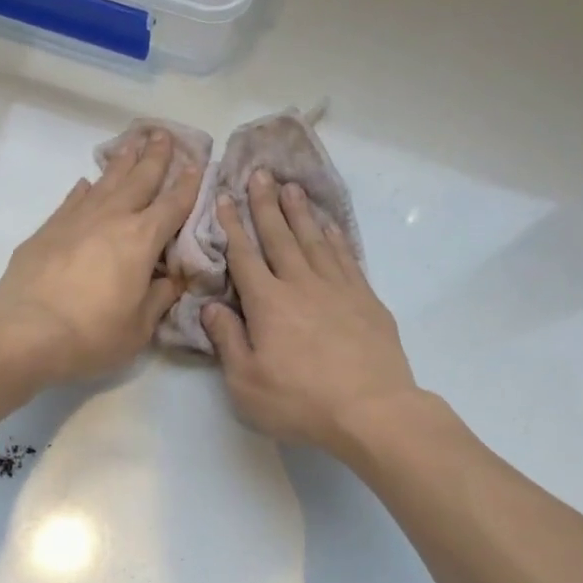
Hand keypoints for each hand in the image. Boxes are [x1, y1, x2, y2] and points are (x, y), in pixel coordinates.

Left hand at [0, 130, 199, 385]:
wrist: (25, 332)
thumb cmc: (92, 334)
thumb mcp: (139, 326)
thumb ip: (160, 297)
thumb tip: (174, 279)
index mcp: (141, 240)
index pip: (172, 205)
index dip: (188, 185)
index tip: (197, 165)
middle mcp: (111, 219)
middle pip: (138, 180)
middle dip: (155, 157)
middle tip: (164, 133)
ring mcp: (75, 220)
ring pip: (104, 182)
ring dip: (121, 161)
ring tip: (132, 142)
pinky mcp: (47, 230)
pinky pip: (72, 199)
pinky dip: (84, 188)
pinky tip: (86, 181)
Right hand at [201, 173, 419, 451]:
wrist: (370, 409)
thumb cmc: (300, 401)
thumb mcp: (246, 382)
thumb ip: (227, 341)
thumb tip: (212, 307)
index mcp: (268, 303)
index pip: (244, 256)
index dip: (232, 226)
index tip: (223, 197)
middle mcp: (301, 284)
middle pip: (280, 237)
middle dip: (266, 205)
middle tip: (260, 173)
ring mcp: (338, 288)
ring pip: (314, 240)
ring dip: (301, 212)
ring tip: (291, 188)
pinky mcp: (366, 299)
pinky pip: (346, 257)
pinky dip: (335, 237)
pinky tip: (329, 226)